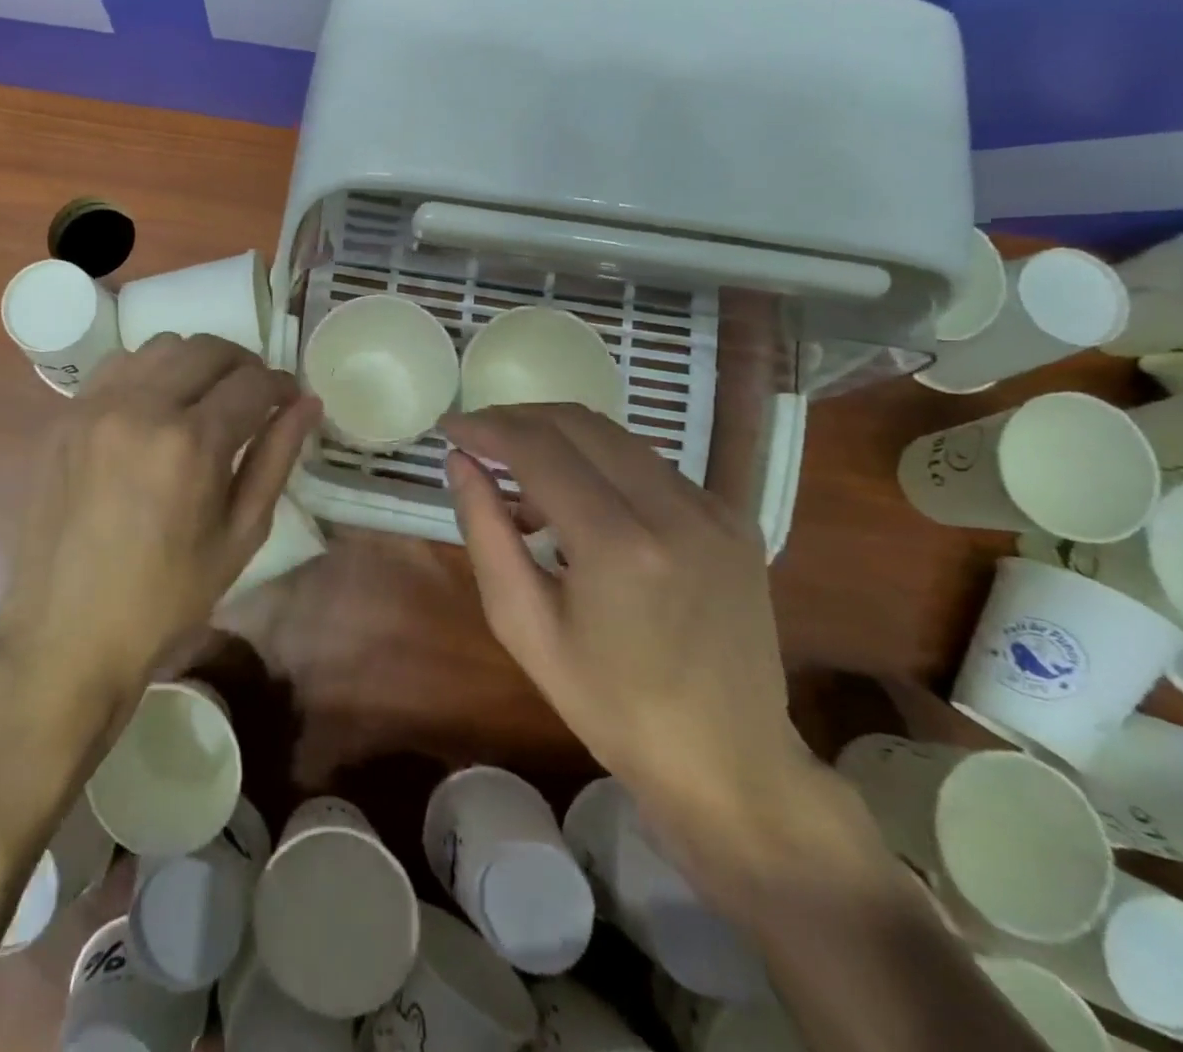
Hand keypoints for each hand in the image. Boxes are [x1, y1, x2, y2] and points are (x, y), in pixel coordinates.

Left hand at [0, 335, 320, 696]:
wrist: (68, 632)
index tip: (289, 400)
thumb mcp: (240, 535)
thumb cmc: (168, 597)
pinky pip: (116, 366)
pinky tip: (154, 408)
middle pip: (207, 349)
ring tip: (204, 400)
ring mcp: (94, 406)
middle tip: (254, 398)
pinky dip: (147, 372)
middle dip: (243, 365)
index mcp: (191, 443)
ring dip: (195, 363)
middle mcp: (140, 408)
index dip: (281, 386)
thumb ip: (276, 459)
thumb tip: (307, 404)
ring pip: (160, 347)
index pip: (252, 382)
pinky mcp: (64, 416)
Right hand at [442, 406, 809, 858]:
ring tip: (522, 489)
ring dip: (555, 442)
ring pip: (614, 436)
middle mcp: (675, 510)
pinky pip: (647, 464)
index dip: (486, 428)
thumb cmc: (611, 706)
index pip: (539, 449)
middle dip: (516, 421)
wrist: (731, 761)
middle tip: (476, 442)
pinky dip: (597, 464)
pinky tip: (576, 506)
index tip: (448, 427)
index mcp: (619, 546)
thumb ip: (485, 533)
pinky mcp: (734, 517)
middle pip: (578, 424)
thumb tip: (460, 463)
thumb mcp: (524, 626)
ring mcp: (714, 509)